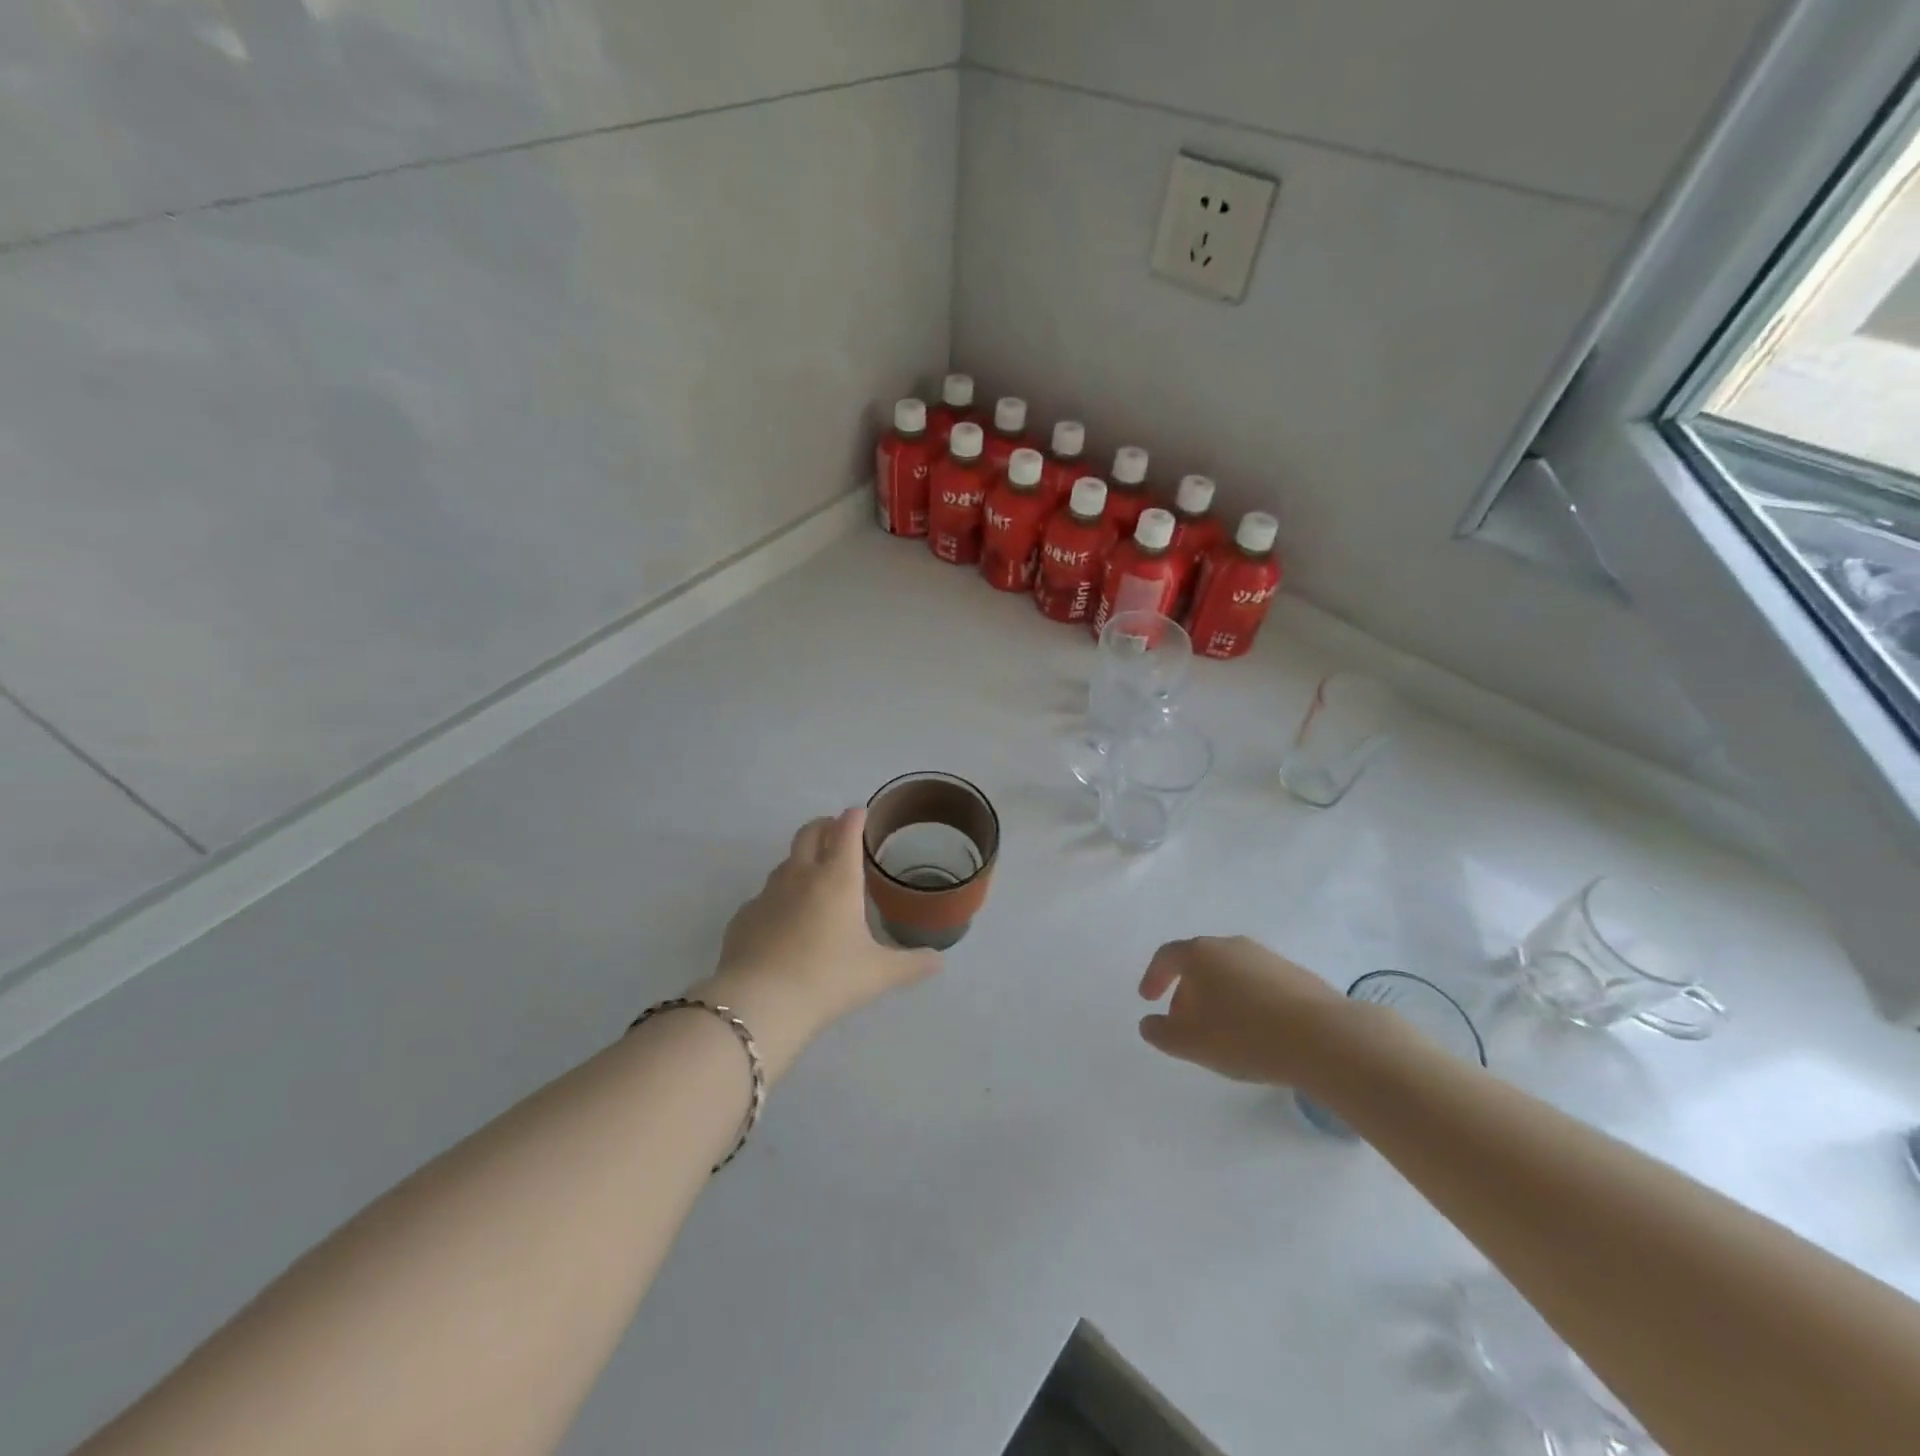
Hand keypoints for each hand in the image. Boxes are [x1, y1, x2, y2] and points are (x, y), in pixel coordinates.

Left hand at [694, 808, 939, 1078]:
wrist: (757, 1004)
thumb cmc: (826, 979)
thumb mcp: (877, 974)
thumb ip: (911, 964)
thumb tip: (940, 961)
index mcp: (837, 879)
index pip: (846, 831)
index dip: (855, 817)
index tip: (861, 813)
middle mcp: (801, 876)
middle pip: (809, 833)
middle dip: (825, 825)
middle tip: (836, 831)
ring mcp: (767, 894)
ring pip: (785, 862)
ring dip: (801, 858)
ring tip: (814, 875)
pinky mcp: (744, 916)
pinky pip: (765, 896)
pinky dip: (779, 896)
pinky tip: (785, 920)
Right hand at [1137, 937, 1348, 1085]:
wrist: (1325, 1038)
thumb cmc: (1246, 1036)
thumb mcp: (1191, 1043)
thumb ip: (1161, 1033)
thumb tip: (1149, 1024)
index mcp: (1201, 954)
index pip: (1167, 956)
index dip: (1154, 976)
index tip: (1148, 999)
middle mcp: (1231, 945)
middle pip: (1199, 963)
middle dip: (1187, 992)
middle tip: (1184, 1024)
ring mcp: (1266, 957)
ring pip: (1230, 973)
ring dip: (1218, 998)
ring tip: (1222, 1032)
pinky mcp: (1296, 974)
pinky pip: (1257, 984)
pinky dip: (1246, 1002)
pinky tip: (1256, 1032)